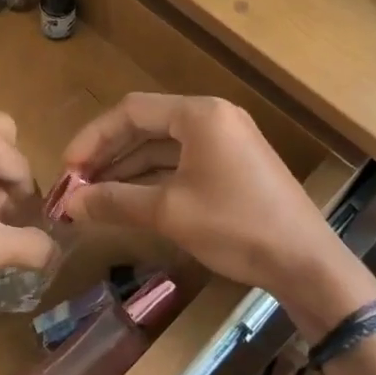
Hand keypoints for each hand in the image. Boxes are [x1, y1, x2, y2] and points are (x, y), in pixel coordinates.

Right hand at [57, 94, 375, 329]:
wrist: (307, 263)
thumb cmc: (236, 227)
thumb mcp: (169, 213)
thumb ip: (115, 201)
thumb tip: (69, 205)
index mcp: (199, 115)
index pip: (131, 111)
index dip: (93, 137)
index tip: (68, 169)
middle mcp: (213, 117)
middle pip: (147, 126)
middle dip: (109, 154)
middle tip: (77, 183)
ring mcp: (227, 141)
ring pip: (164, 146)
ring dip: (129, 168)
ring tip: (95, 194)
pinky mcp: (234, 165)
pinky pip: (183, 162)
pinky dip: (154, 178)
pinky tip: (130, 199)